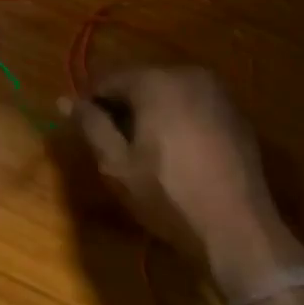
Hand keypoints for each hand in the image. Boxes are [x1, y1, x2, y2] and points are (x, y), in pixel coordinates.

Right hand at [68, 67, 303, 299]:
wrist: (239, 230)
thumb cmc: (169, 196)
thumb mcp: (117, 165)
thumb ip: (90, 126)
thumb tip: (64, 100)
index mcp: (156, 81)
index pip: (108, 79)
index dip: (92, 103)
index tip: (86, 131)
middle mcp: (189, 74)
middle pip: (141, 82)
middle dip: (124, 107)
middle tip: (115, 144)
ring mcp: (218, 92)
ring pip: (169, 93)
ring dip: (152, 112)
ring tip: (146, 150)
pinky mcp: (236, 113)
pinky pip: (194, 105)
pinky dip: (180, 119)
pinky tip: (178, 153)